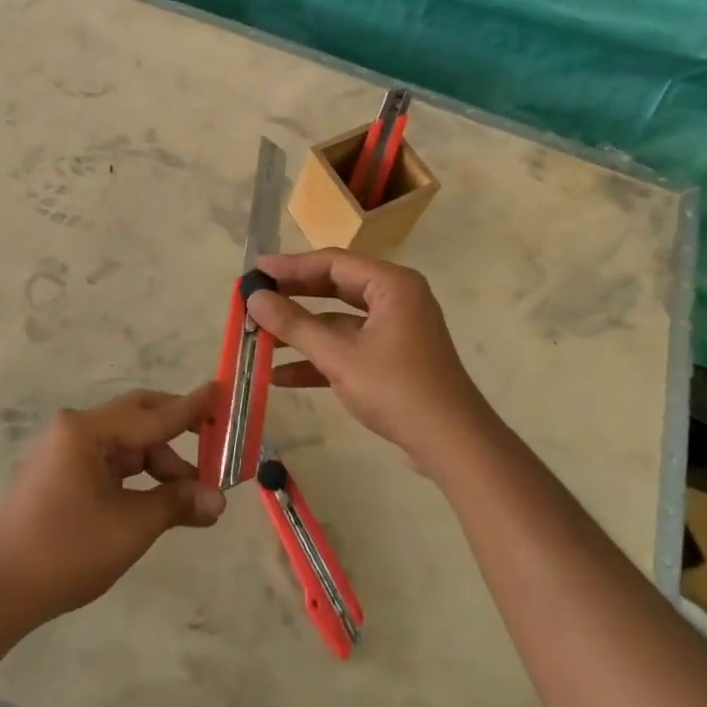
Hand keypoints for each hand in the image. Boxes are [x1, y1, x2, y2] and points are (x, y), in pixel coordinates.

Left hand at [0, 386, 225, 621]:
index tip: (223, 394)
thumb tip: (218, 501)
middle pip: (138, 419)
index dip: (192, 409)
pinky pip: (110, 463)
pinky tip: (157, 500)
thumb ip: (177, 503)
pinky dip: (137, 477)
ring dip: (160, 464)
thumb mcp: (131, 526)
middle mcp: (75, 430)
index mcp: (88, 431)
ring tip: (191, 498)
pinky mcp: (60, 474)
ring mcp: (65, 451)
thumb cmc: (66, 550)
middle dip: (178, 434)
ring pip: (126, 444)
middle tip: (216, 446)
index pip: (154, 414)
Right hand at [246, 249, 497, 474]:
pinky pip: (348, 347)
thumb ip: (294, 325)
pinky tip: (280, 376)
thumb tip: (254, 298)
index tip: (255, 272)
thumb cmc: (397, 389)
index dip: (290, 266)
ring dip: (301, 332)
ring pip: (337, 321)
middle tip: (254, 299)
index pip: (332, 262)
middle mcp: (395, 299)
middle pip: (334, 287)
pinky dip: (318, 358)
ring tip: (259, 338)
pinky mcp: (391, 359)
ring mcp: (394, 331)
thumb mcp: (339, 356)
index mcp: (391, 285)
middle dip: (292, 297)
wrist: (451, 444)